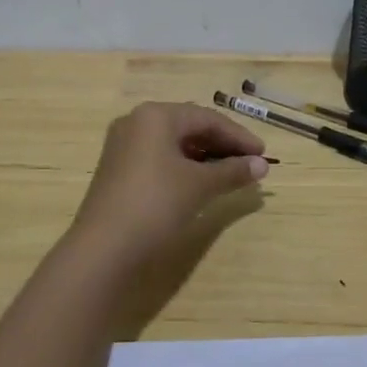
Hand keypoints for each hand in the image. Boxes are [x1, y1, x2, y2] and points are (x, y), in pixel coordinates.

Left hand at [69, 102, 270, 260]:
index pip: (207, 118)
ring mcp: (124, 147)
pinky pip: (160, 159)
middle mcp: (137, 123)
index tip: (263, 155)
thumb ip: (233, 171)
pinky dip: (185, 167)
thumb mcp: (200, 185)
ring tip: (231, 174)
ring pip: (175, 144)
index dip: (239, 137)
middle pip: (190, 127)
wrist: (102, 250)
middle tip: (250, 164)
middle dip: (223, 145)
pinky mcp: (119, 170)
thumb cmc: (155, 204)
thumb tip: (262, 165)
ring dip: (205, 157)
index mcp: (156, 116)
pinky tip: (201, 183)